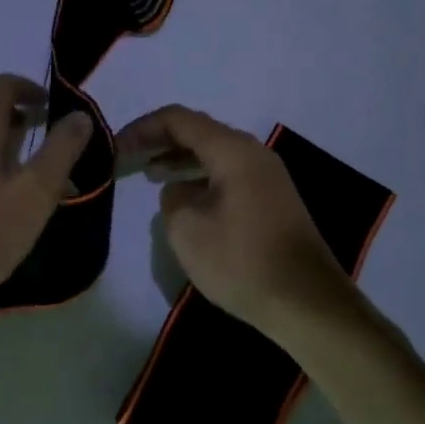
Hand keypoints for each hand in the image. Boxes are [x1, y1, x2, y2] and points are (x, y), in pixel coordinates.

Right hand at [114, 105, 349, 332]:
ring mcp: (266, 175)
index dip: (142, 129)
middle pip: (198, 131)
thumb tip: (179, 190)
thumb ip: (171, 198)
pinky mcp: (272, 199)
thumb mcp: (186, 229)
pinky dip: (200, 176)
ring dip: (180, 159)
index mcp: (232, 150)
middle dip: (160, 141)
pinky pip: (227, 173)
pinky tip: (184, 197)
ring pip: (214, 153)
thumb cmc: (241, 261)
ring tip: (150, 173)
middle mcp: (252, 152)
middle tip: (128, 157)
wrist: (308, 303)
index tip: (116, 147)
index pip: (178, 119)